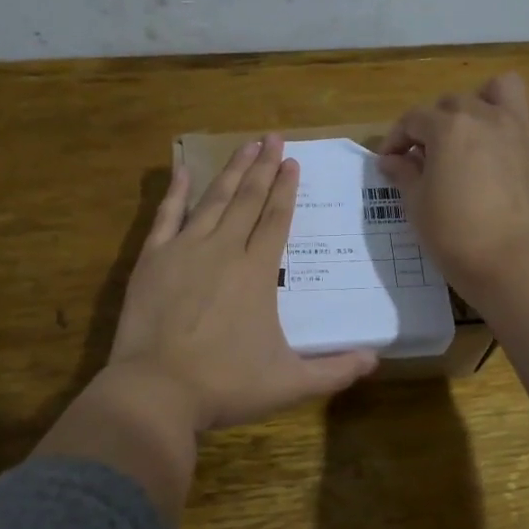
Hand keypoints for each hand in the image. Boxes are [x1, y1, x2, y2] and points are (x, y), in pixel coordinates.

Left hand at [107, 134, 378, 430]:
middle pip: (248, 199)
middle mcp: (224, 249)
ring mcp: (185, 250)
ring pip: (214, 200)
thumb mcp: (288, 383)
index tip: (292, 162)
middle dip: (262, 167)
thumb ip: (334, 371)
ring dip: (231, 171)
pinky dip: (175, 192)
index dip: (285, 189)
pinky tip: (181, 170)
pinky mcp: (153, 259)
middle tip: (272, 138)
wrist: (156, 390)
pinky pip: (166, 216)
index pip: (276, 219)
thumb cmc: (224, 384)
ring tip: (245, 145)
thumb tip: (376, 360)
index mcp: (257, 272)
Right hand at [379, 72, 528, 302]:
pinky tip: (516, 137)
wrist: (511, 266)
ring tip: (474, 127)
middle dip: (434, 123)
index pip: (413, 119)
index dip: (396, 138)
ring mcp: (522, 131)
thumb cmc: (454, 235)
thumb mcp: (417, 205)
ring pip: (505, 88)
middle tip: (427, 156)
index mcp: (449, 128)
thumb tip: (391, 160)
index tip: (389, 162)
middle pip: (454, 102)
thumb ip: (404, 174)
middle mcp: (486, 117)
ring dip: (485, 99)